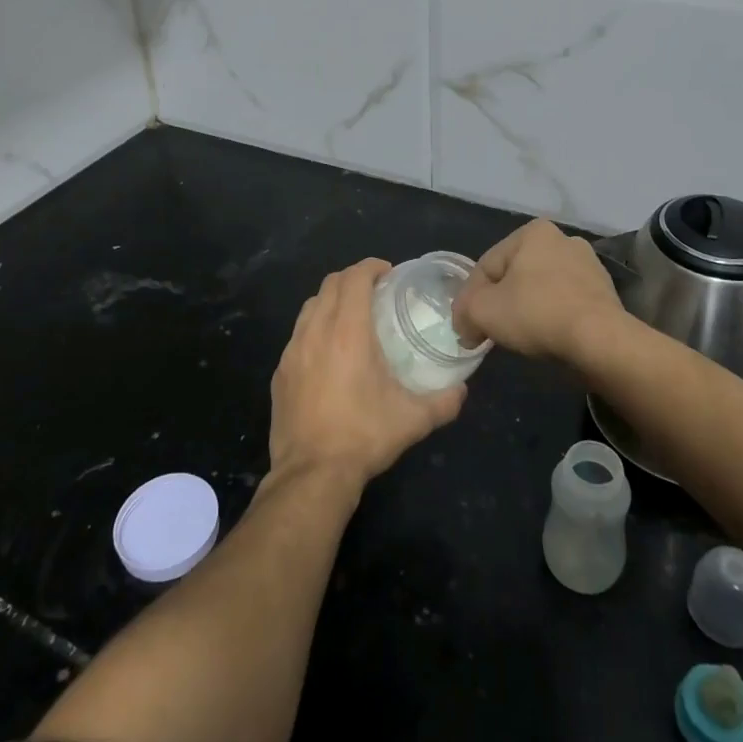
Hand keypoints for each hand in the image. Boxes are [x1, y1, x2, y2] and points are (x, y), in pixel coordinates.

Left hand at [267, 259, 466, 487]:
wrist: (311, 474)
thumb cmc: (364, 437)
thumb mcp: (413, 420)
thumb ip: (444, 402)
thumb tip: (462, 391)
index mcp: (348, 332)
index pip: (355, 278)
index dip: (372, 267)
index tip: (389, 273)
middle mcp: (316, 331)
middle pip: (330, 284)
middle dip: (353, 278)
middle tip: (375, 292)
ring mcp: (293, 351)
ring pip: (310, 306)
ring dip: (331, 300)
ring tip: (351, 317)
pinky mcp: (280, 372)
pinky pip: (298, 334)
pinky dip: (315, 328)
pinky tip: (328, 353)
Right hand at [453, 219, 621, 363]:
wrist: (600, 340)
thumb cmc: (537, 313)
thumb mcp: (483, 311)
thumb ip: (465, 311)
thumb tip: (465, 323)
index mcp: (532, 232)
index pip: (487, 266)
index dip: (469, 298)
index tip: (464, 326)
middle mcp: (562, 239)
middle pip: (514, 275)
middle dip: (498, 302)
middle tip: (486, 331)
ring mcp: (588, 265)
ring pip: (539, 289)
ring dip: (524, 309)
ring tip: (515, 337)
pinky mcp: (604, 293)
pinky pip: (563, 303)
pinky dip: (550, 317)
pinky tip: (544, 338)